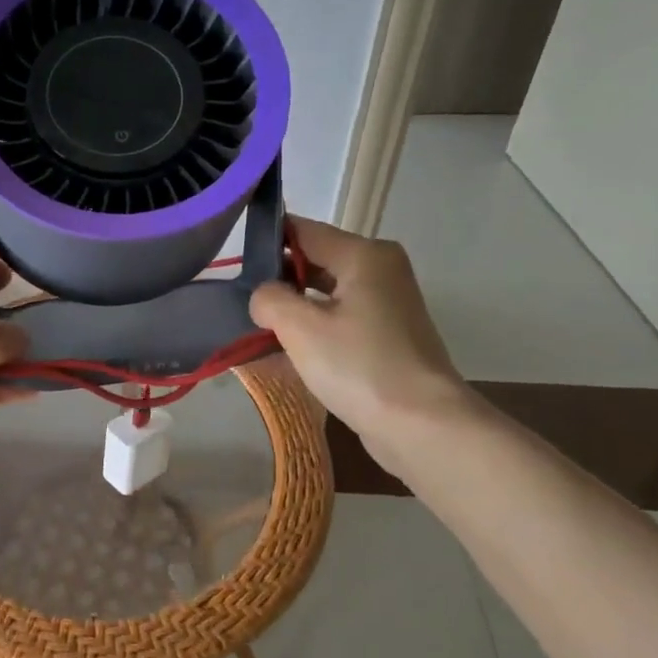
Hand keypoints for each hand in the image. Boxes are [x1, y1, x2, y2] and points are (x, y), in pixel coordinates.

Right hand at [249, 216, 473, 466]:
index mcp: (364, 254)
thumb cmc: (359, 367)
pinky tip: (290, 348)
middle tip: (242, 302)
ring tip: (259, 326)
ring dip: (295, 306)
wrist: (423, 427)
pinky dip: (316, 326)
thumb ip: (269, 298)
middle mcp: (381, 268)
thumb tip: (263, 296)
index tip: (234, 267)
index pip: (303, 230)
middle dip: (279, 279)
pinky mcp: (389, 334)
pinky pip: (341, 316)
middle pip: (316, 259)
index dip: (266, 244)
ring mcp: (388, 302)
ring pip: (327, 291)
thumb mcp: (300, 328)